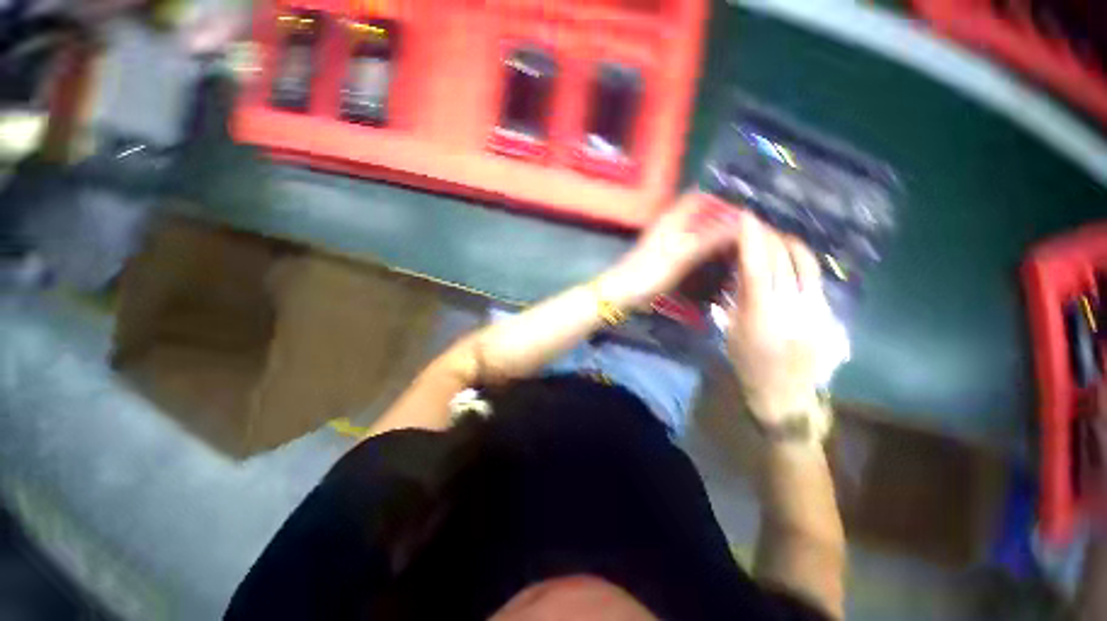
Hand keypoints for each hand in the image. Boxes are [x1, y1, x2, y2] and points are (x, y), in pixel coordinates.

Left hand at [598, 193, 739, 309]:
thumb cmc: (651, 271)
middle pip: (700, 213)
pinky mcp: (668, 257)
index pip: (699, 196)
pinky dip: (705, 247)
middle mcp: (671, 225)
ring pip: (696, 229)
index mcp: (673, 218)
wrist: (624, 291)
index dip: (720, 198)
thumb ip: (712, 237)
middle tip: (747, 228)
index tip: (743, 208)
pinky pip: (691, 245)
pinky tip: (718, 257)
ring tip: (740, 241)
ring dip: (715, 233)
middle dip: (721, 216)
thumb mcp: (683, 253)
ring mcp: (668, 241)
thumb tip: (742, 221)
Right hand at [727, 211, 826, 423]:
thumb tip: (740, 271)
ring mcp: (815, 310)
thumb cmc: (749, 364)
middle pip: (784, 260)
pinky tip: (788, 263)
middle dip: (770, 237)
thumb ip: (737, 300)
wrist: (785, 392)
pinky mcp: (828, 313)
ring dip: (790, 245)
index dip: (752, 240)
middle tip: (758, 226)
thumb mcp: (731, 333)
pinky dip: (798, 264)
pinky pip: (813, 278)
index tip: (746, 218)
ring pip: (806, 265)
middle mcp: (792, 308)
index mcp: (761, 316)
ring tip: (777, 238)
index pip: (757, 268)